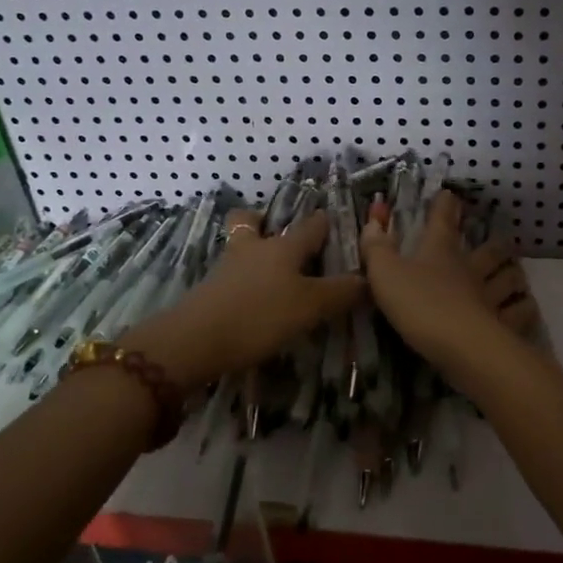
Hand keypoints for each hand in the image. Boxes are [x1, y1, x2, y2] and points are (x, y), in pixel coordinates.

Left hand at [124, 209, 363, 390]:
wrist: (195, 341)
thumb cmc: (260, 315)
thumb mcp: (310, 307)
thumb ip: (341, 293)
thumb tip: (367, 279)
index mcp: (284, 246)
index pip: (311, 225)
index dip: (325, 222)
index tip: (335, 223)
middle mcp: (254, 249)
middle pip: (252, 221)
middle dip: (264, 222)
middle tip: (281, 239)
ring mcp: (227, 269)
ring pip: (239, 247)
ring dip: (252, 252)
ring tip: (270, 275)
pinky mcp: (209, 292)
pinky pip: (230, 276)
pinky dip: (242, 281)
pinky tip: (254, 301)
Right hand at [358, 191, 539, 367]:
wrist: (459, 345)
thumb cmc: (420, 304)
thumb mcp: (385, 273)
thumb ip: (376, 247)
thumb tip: (374, 219)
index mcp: (440, 252)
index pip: (443, 220)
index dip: (446, 205)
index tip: (450, 195)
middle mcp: (471, 268)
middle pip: (491, 249)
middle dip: (495, 243)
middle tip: (497, 242)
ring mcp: (491, 296)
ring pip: (512, 277)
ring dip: (513, 273)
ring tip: (514, 275)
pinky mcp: (505, 325)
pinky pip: (521, 312)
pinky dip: (524, 308)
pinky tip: (523, 308)